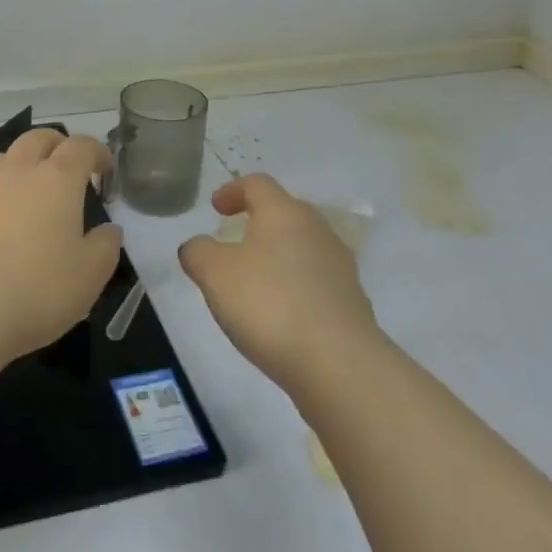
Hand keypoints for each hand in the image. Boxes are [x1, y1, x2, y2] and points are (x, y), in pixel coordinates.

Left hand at [0, 129, 120, 367]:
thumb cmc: (37, 291)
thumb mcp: (90, 276)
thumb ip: (105, 247)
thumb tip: (109, 230)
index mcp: (57, 180)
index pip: (81, 147)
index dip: (96, 152)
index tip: (104, 169)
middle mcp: (17, 171)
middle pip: (37, 138)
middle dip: (56, 145)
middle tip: (66, 166)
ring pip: (1, 158)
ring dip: (18, 165)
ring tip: (24, 189)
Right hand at [178, 174, 382, 396]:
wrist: (341, 367)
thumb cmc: (270, 305)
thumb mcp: (215, 275)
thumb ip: (198, 252)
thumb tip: (197, 247)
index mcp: (283, 212)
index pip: (257, 184)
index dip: (233, 190)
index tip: (216, 208)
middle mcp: (316, 228)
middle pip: (284, 212)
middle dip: (258, 222)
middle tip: (235, 242)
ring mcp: (340, 265)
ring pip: (303, 247)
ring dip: (279, 256)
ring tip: (257, 282)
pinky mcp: (353, 302)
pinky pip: (317, 281)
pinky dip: (297, 286)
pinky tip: (284, 314)